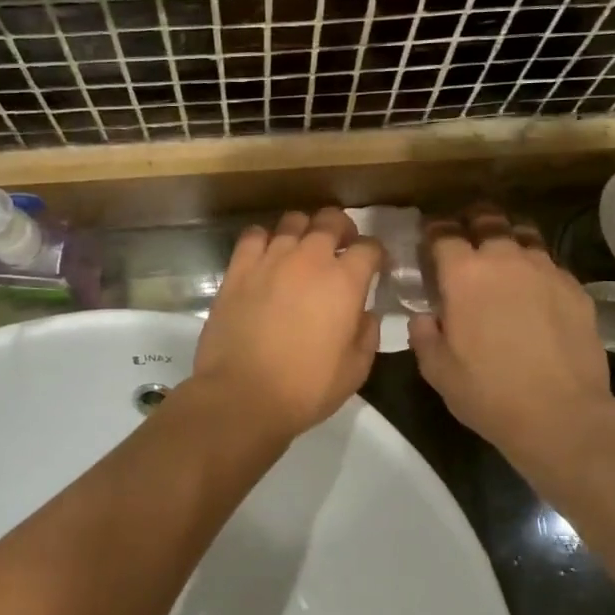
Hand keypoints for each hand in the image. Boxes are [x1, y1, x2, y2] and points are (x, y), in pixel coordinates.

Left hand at [188, 208, 383, 443]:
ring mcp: (271, 259)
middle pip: (331, 219)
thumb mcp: (355, 370)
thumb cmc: (306, 388)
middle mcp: (309, 259)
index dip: (376, 254)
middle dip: (342, 228)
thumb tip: (365, 313)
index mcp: (345, 281)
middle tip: (341, 247)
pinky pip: (254, 235)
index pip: (369, 247)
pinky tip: (266, 255)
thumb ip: (367, 333)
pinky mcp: (238, 268)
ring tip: (303, 248)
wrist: (242, 395)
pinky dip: (264, 238)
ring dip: (304, 230)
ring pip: (293, 220)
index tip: (375, 266)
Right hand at [408, 208, 614, 481]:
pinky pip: (550, 264)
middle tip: (466, 237)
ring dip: (507, 239)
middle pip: (487, 218)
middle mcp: (505, 258)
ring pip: (524, 234)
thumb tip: (425, 316)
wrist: (562, 415)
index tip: (428, 237)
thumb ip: (424, 333)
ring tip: (503, 257)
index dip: (433, 230)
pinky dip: (536, 268)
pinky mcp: (576, 287)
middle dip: (472, 221)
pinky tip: (534, 291)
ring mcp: (546, 269)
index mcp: (464, 273)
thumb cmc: (488, 392)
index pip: (443, 232)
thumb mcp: (437, 369)